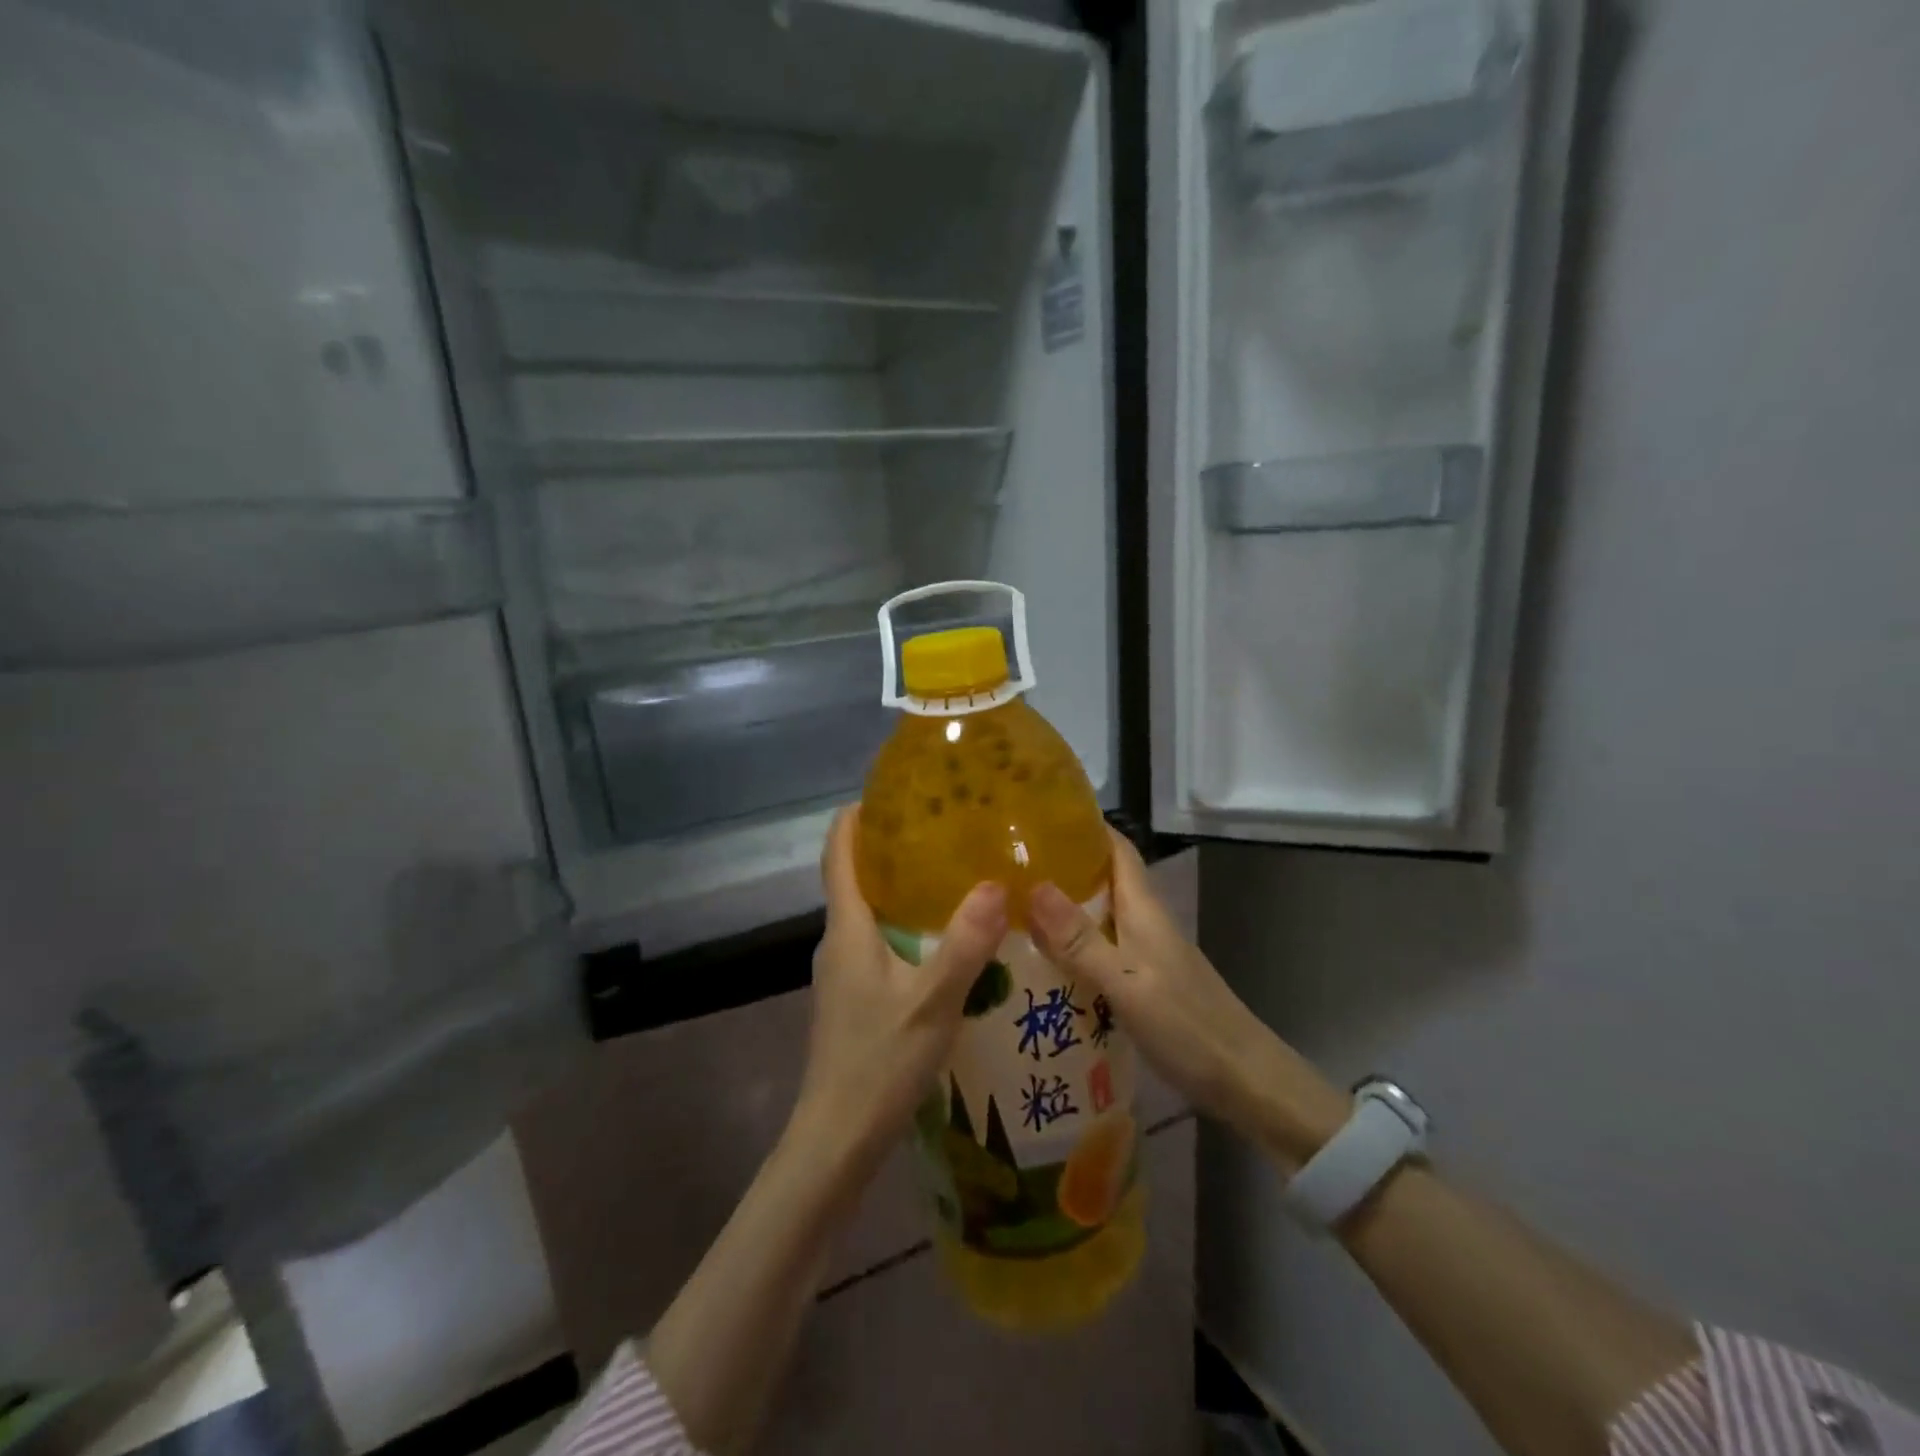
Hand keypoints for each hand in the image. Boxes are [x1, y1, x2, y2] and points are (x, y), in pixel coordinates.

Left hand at [795, 807, 1007, 1172]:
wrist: (836, 1138)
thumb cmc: (878, 1063)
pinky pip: (878, 941)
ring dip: (901, 887)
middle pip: (855, 876)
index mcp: (847, 929)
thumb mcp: (932, 1002)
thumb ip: (965, 943)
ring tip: (954, 874)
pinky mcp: (854, 996)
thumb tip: (996, 883)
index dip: (856, 816)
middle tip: (943, 828)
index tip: (891, 791)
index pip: (837, 853)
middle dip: (891, 846)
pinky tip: (945, 938)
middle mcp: (838, 941)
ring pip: (869, 912)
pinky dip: (906, 924)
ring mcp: (843, 971)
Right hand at [1028, 830, 1347, 1168]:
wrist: (1246, 1082)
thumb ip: (1080, 941)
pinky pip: (1099, 951)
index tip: (1037, 816)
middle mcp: (1144, 923)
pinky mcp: (1143, 983)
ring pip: (1097, 917)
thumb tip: (1033, 886)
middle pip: (1100, 880)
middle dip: (1059, 868)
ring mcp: (1145, 954)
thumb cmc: (1188, 1025)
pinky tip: (1041, 965)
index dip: (1083, 826)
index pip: (1115, 848)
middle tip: (1005, 867)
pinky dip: (1071, 949)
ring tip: (1009, 911)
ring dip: (1060, 910)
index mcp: (1143, 909)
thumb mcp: (1127, 984)